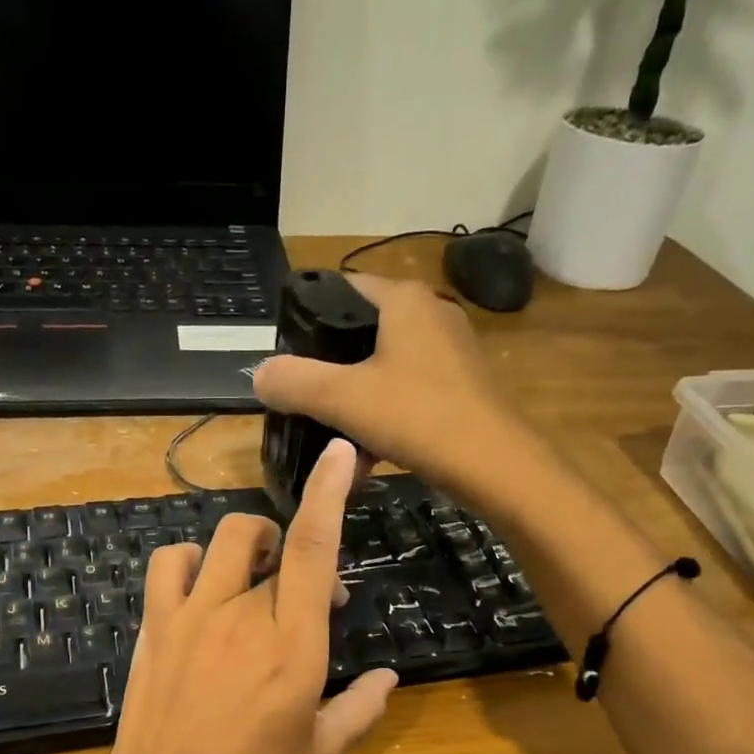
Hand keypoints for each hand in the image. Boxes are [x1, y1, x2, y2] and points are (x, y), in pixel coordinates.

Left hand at [98, 440, 398, 753]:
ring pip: (224, 539)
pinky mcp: (157, 624)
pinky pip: (169, 561)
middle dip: (302, 558)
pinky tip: (201, 584)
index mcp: (294, 644)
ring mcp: (193, 613)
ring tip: (257, 573)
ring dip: (250, 543)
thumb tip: (389, 678)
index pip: (315, 549)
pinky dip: (190, 559)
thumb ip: (361, 710)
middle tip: (309, 602)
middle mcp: (244, 613)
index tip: (342, 454)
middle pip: (277, 546)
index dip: (330, 494)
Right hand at [253, 272, 533, 499]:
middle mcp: (430, 314)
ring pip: (383, 369)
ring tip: (332, 437)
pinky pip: (406, 393)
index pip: (342, 288)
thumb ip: (294, 382)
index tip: (285, 356)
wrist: (496, 465)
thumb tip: (258, 374)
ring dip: (355, 402)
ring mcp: (450, 352)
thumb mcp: (343, 399)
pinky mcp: (460, 386)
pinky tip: (369, 456)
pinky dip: (383, 418)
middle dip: (329, 369)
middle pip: (360, 332)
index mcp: (403, 301)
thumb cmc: (418, 417)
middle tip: (302, 399)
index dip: (307, 317)